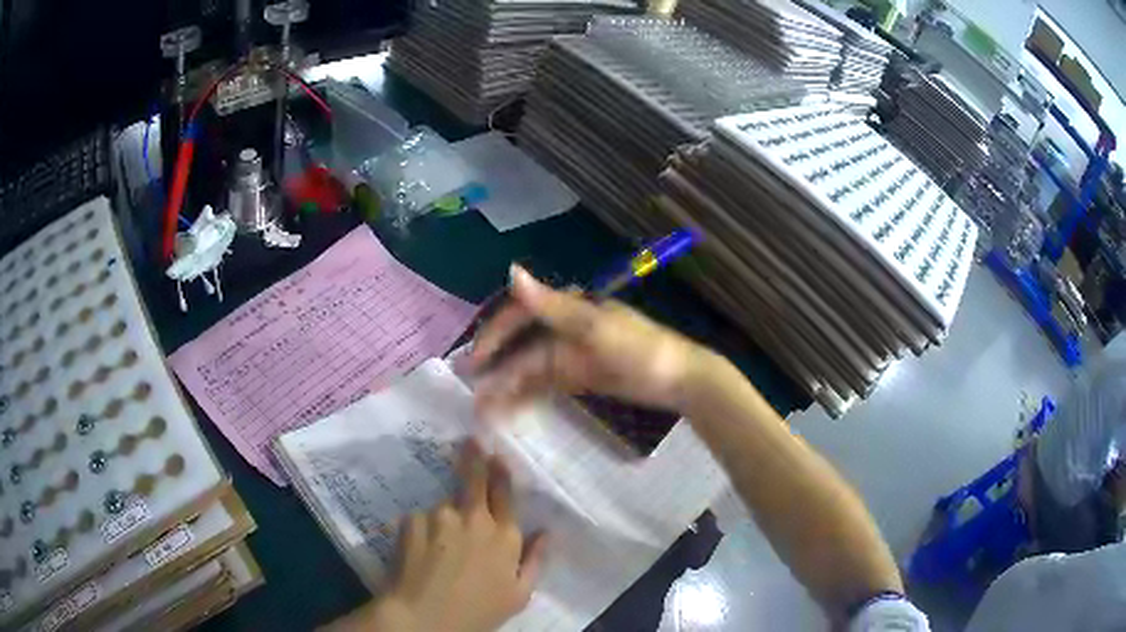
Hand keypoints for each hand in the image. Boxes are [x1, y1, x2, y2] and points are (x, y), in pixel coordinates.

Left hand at [333, 442, 547, 631]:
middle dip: (474, 457)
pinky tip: (420, 550)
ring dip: (446, 514)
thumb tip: (546, 532)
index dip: (501, 471)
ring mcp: (441, 515)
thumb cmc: (478, 611)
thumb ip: (535, 560)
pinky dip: (422, 528)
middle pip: (476, 478)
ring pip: (445, 504)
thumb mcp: (518, 595)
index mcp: (505, 536)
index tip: (496, 454)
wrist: (424, 617)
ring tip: (440, 542)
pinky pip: (421, 518)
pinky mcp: (412, 519)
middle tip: (471, 440)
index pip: (505, 493)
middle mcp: (475, 517)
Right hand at [470, 265, 713, 414]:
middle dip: (496, 366)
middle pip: (521, 345)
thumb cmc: (640, 349)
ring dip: (508, 386)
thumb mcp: (594, 327)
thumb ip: (550, 305)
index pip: (520, 314)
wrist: (678, 380)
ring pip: (530, 369)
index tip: (475, 360)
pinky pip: (545, 385)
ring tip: (485, 410)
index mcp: (569, 308)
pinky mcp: (579, 377)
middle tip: (472, 391)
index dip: (494, 334)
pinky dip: (527, 396)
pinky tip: (510, 412)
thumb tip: (511, 271)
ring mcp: (572, 354)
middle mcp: (565, 327)